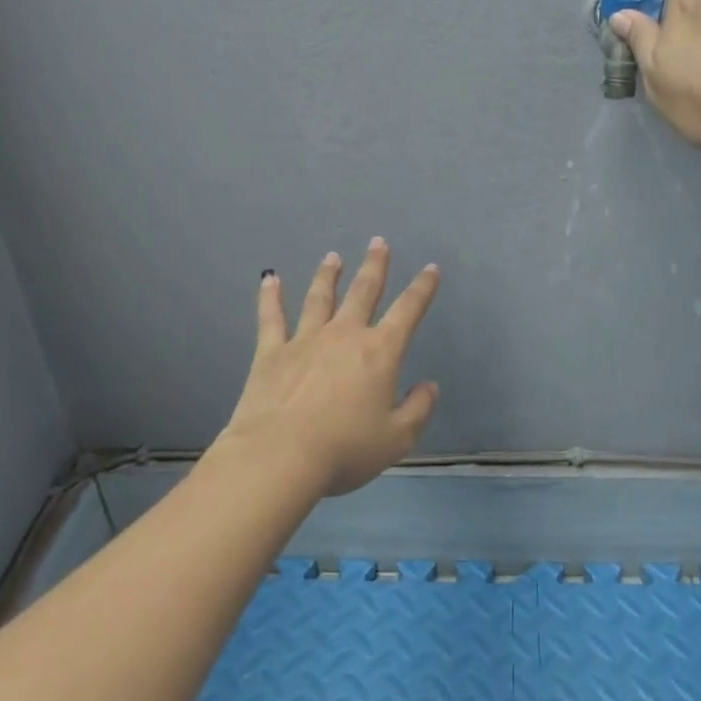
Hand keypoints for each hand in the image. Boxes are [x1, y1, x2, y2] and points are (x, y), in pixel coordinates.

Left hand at [219, 239, 440, 497]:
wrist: (280, 457)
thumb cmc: (345, 449)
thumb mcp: (397, 438)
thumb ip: (418, 409)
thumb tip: (428, 386)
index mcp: (380, 352)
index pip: (408, 310)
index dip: (423, 288)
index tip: (431, 268)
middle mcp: (344, 335)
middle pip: (364, 291)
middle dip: (375, 266)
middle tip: (379, 243)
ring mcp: (305, 339)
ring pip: (320, 298)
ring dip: (329, 276)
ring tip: (333, 257)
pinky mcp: (271, 352)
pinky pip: (271, 317)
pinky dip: (270, 296)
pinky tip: (269, 279)